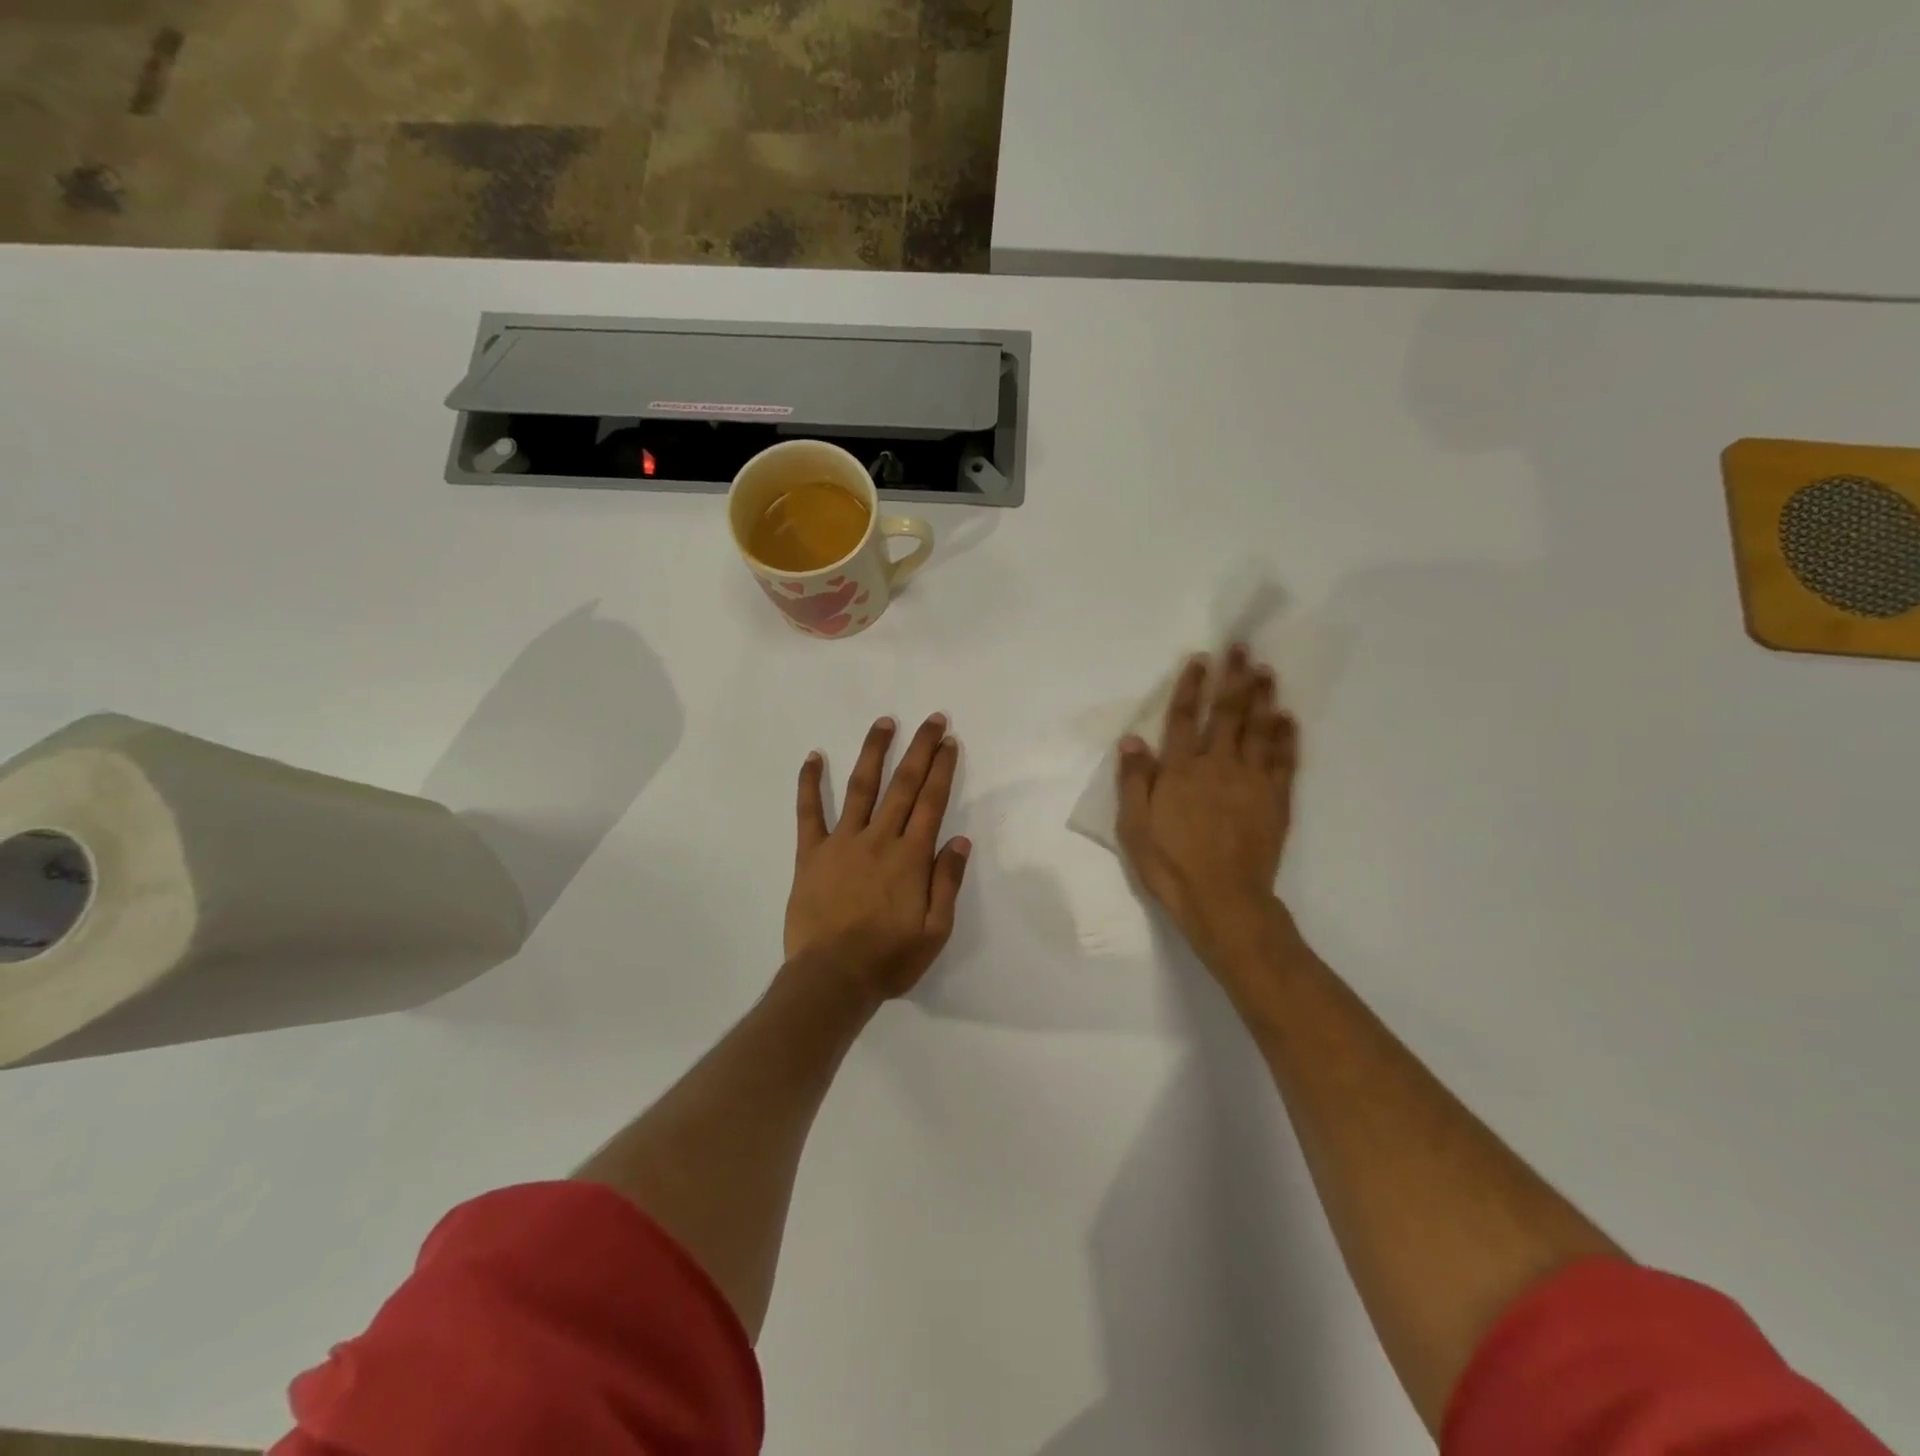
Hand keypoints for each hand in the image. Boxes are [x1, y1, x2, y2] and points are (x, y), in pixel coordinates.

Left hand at [787, 713, 971, 1000]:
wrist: (832, 978)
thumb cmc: (888, 958)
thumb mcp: (935, 931)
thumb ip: (947, 883)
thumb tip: (960, 840)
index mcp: (911, 857)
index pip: (931, 802)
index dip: (942, 769)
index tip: (949, 741)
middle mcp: (879, 839)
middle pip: (903, 785)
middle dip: (920, 749)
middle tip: (932, 719)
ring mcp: (842, 842)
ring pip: (861, 787)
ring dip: (874, 752)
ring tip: (885, 723)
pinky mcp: (811, 853)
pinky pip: (809, 812)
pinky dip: (810, 783)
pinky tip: (813, 757)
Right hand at [1117, 646, 1300, 982]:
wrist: (1223, 900)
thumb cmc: (1170, 865)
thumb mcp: (1134, 827)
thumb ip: (1133, 781)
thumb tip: (1132, 740)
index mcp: (1179, 771)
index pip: (1183, 718)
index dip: (1191, 686)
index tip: (1200, 659)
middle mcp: (1217, 766)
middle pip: (1226, 713)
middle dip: (1234, 677)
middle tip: (1243, 648)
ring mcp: (1251, 781)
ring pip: (1258, 729)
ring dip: (1262, 697)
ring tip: (1266, 670)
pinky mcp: (1275, 800)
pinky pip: (1283, 760)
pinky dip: (1286, 737)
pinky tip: (1288, 718)